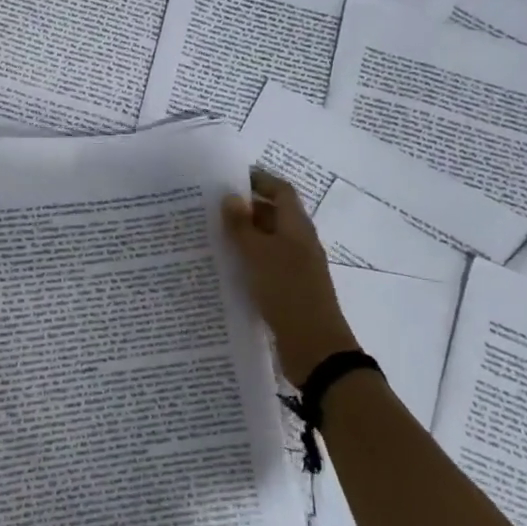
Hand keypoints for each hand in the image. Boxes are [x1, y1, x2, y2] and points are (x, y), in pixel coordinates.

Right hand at [222, 170, 356, 388]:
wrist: (314, 347)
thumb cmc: (287, 292)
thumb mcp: (258, 255)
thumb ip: (242, 226)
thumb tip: (231, 197)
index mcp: (297, 227)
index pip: (281, 191)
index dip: (260, 180)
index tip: (231, 178)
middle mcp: (299, 243)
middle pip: (274, 215)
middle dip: (246, 209)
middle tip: (211, 208)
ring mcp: (296, 268)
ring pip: (268, 242)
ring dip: (244, 236)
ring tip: (211, 236)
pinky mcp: (289, 290)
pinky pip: (266, 265)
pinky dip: (248, 261)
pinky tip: (225, 268)